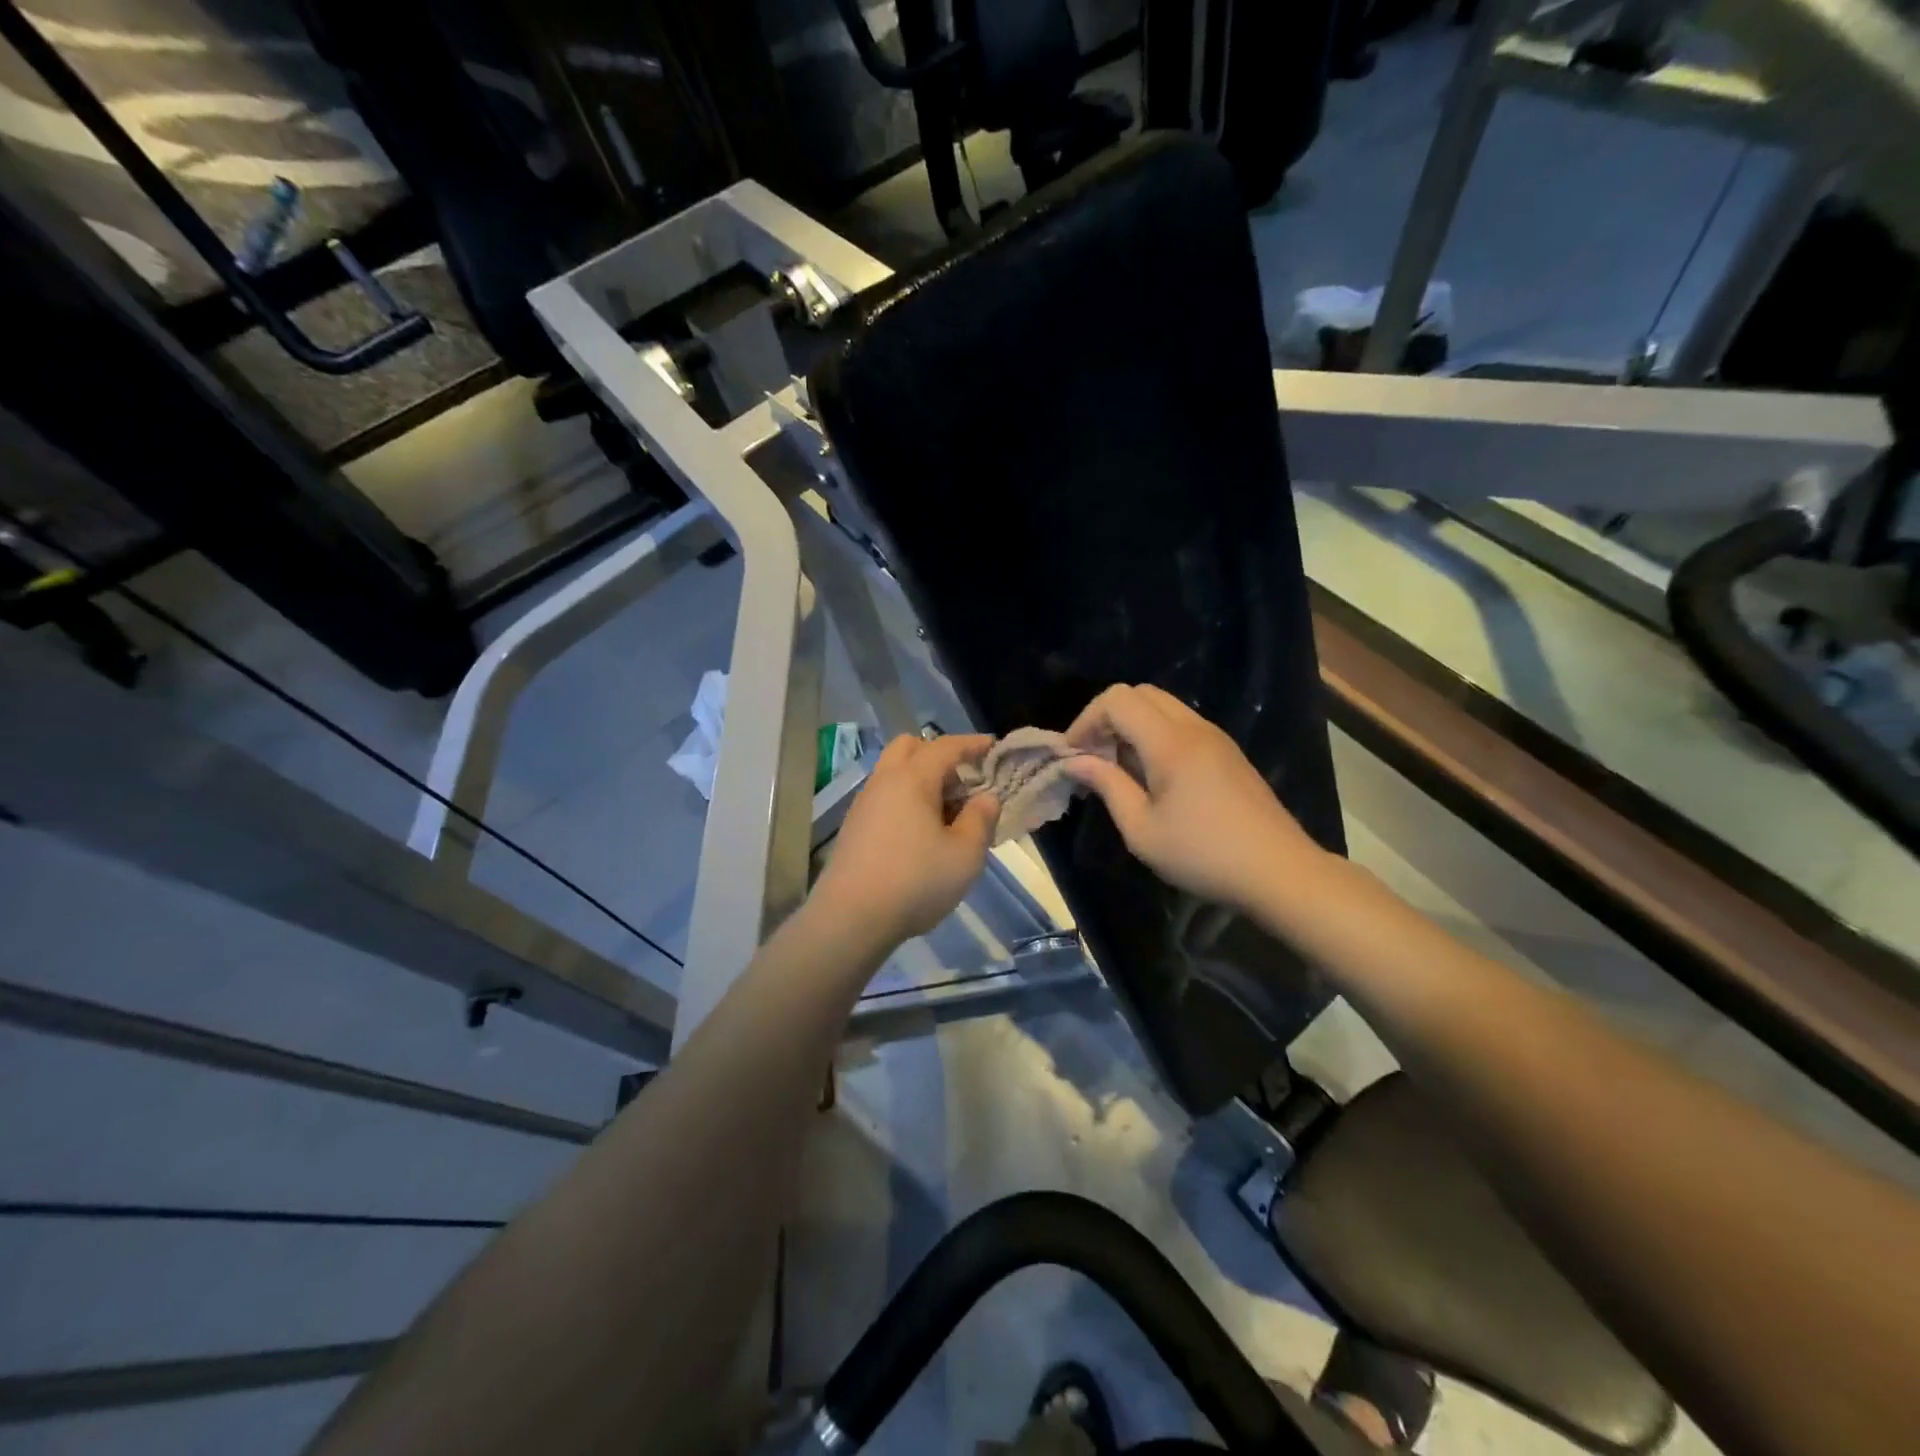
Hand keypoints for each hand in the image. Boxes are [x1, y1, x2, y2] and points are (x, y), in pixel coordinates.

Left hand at [809, 733, 999, 945]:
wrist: (850, 918)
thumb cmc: (915, 881)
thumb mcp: (965, 855)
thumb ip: (980, 820)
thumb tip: (986, 798)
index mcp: (912, 779)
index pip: (945, 746)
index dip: (972, 743)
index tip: (992, 746)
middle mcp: (883, 781)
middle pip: (909, 747)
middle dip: (938, 753)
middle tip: (964, 779)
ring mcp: (863, 804)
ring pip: (893, 773)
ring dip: (921, 778)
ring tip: (947, 810)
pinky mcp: (853, 828)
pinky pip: (885, 797)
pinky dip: (905, 799)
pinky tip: (920, 832)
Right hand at [1060, 684, 1320, 910]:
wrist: (1279, 871)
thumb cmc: (1203, 855)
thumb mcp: (1142, 829)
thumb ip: (1107, 786)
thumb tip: (1074, 761)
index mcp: (1170, 742)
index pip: (1118, 699)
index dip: (1086, 719)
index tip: (1072, 754)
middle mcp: (1194, 727)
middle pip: (1140, 693)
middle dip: (1107, 718)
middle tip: (1093, 757)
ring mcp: (1215, 737)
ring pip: (1162, 706)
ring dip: (1131, 726)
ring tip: (1118, 769)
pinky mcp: (1226, 752)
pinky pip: (1180, 724)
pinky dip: (1154, 735)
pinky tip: (1151, 777)